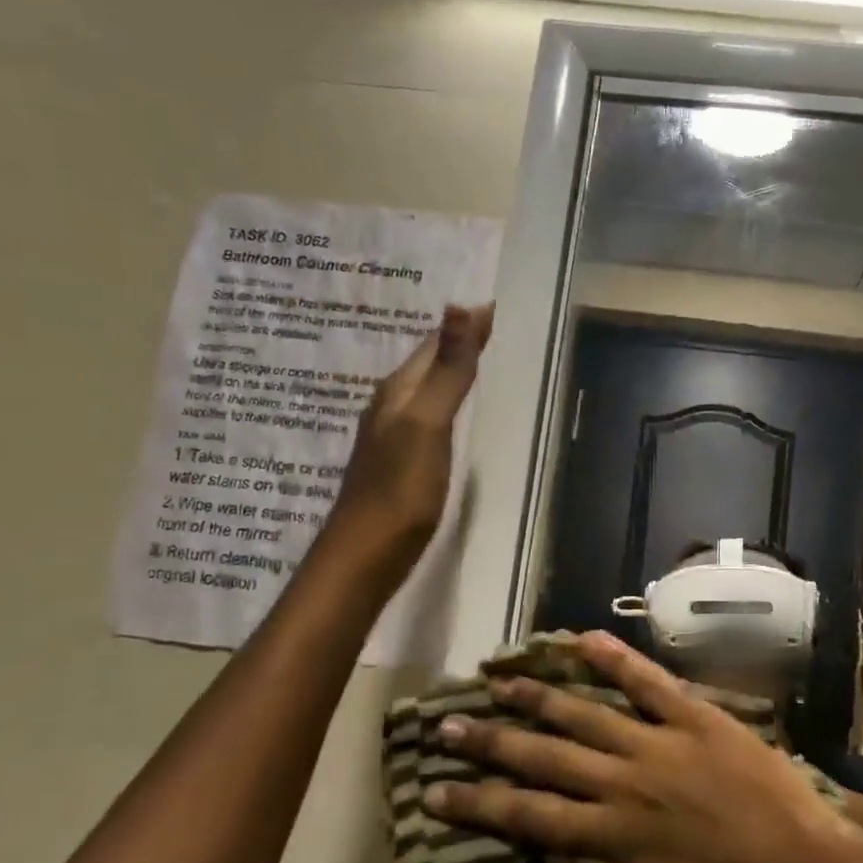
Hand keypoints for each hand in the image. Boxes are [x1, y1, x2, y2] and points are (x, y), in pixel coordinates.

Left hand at [333, 303, 491, 545]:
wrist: (364, 557)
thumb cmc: (399, 490)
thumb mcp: (427, 424)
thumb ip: (447, 369)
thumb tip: (460, 305)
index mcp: (397, 391)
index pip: (434, 343)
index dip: (466, 324)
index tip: (498, 305)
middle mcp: (391, 406)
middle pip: (428, 362)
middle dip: (457, 340)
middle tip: (495, 325)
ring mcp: (393, 436)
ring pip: (426, 389)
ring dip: (450, 370)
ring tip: (481, 358)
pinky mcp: (401, 463)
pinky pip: (428, 416)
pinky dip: (447, 402)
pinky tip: (456, 413)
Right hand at [426, 633, 862, 862]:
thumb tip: (542, 849)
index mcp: (613, 835)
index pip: (528, 815)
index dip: (478, 802)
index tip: (435, 789)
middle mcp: (626, 780)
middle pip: (544, 756)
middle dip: (490, 741)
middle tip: (447, 725)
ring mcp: (661, 741)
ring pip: (586, 712)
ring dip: (538, 696)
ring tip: (497, 679)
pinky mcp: (696, 715)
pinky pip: (649, 681)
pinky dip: (616, 659)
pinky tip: (583, 639)